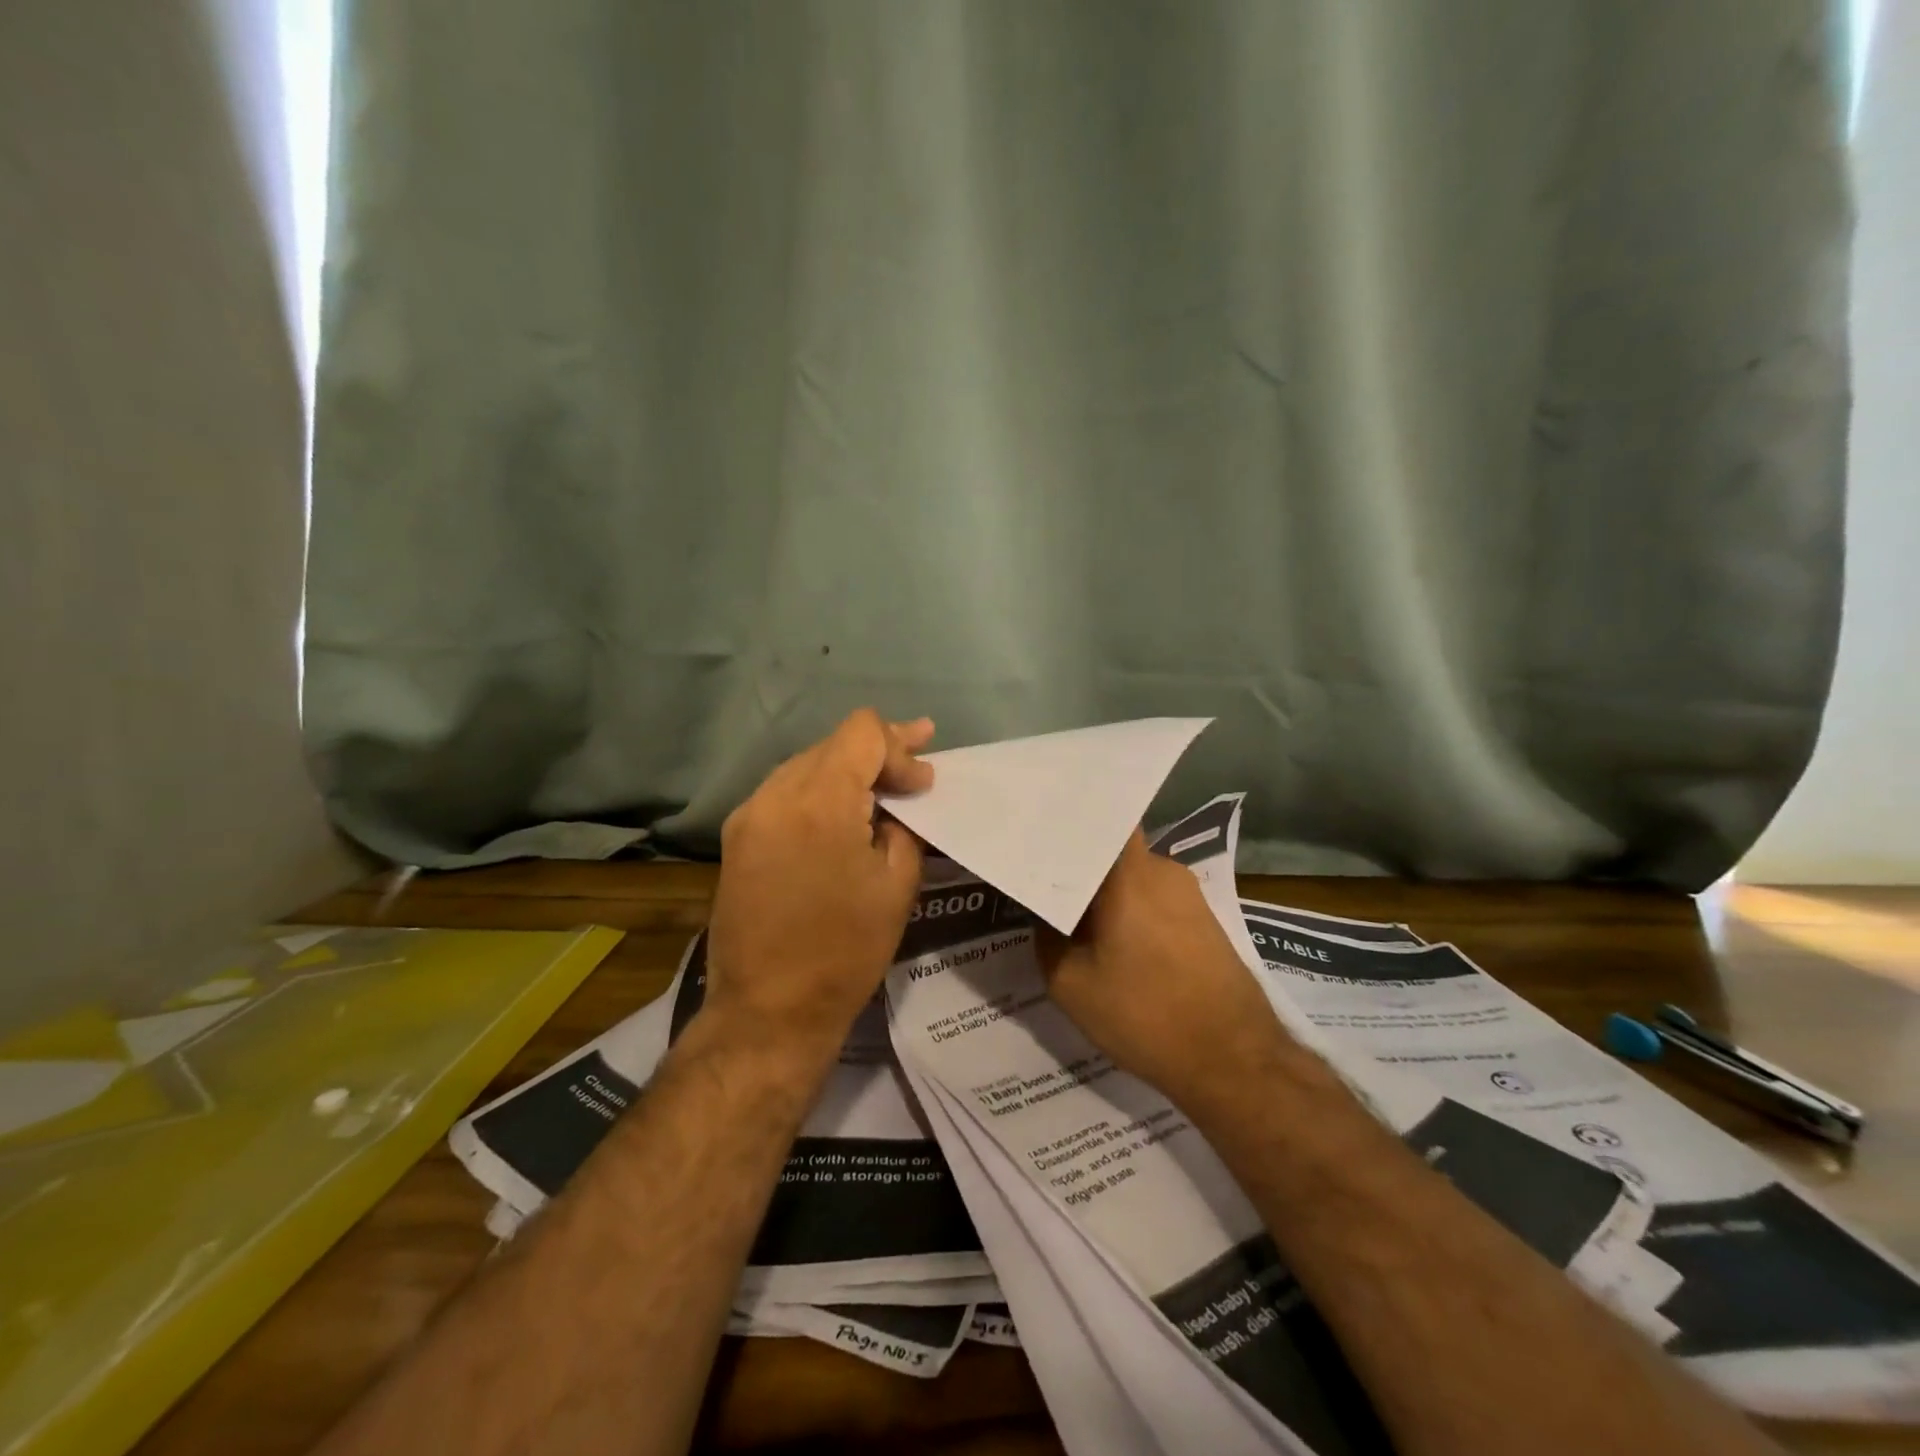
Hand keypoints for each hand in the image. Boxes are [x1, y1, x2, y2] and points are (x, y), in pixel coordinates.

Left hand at [704, 710, 933, 1056]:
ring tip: (884, 786)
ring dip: (848, 770)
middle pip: (834, 744)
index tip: (924, 782)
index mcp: (819, 801)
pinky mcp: (737, 836)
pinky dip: (820, 792)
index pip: (863, 732)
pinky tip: (843, 812)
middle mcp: (775, 794)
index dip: (901, 745)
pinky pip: (786, 792)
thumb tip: (900, 799)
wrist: (768, 1011)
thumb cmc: (845, 952)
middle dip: (879, 752)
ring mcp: (749, 814)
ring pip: (808, 763)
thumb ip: (904, 825)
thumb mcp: (896, 885)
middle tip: (918, 765)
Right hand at [1038, 830, 1290, 1104]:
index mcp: (1130, 872)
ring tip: (1074, 922)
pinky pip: (1154, 900)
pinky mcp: (1204, 920)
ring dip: (1105, 895)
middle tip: (1044, 886)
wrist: (1234, 1061)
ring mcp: (1189, 894)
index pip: (1099, 819)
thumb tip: (1047, 914)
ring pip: (1132, 878)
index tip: (1035, 831)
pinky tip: (1114, 946)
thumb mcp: (1071, 984)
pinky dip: (1130, 913)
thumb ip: (1047, 937)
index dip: (1067, 821)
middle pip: (1111, 851)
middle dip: (1078, 866)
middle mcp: (1163, 869)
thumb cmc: (1145, 1015)